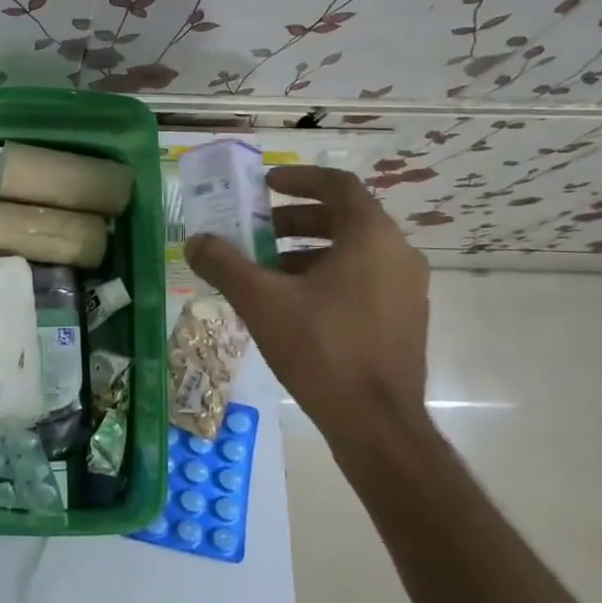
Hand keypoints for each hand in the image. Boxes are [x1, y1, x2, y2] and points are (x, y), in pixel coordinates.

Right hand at [185, 166, 429, 443]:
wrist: (376, 424)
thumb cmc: (321, 349)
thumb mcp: (262, 301)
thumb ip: (224, 264)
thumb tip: (195, 242)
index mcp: (371, 237)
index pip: (338, 185)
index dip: (299, 178)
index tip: (265, 185)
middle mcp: (398, 254)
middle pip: (344, 218)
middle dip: (294, 220)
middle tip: (256, 230)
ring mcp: (407, 289)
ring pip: (353, 252)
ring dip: (307, 251)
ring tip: (266, 271)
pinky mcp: (404, 320)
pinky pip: (363, 280)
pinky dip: (327, 277)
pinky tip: (293, 305)